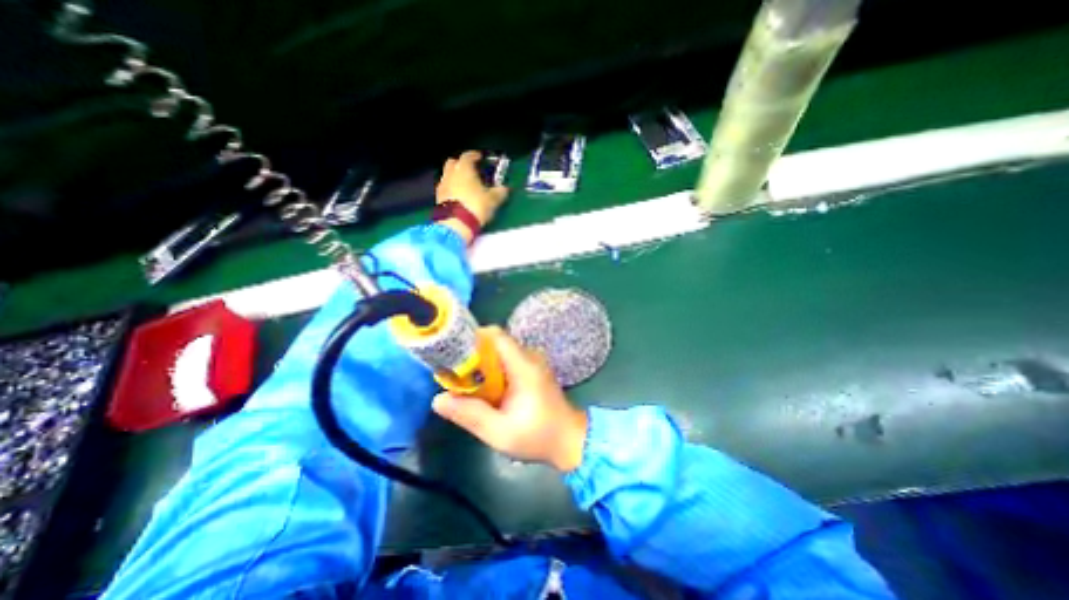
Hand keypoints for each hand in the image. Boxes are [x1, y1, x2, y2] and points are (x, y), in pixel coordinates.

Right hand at [428, 328, 588, 472]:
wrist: (569, 439)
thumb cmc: (538, 436)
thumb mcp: (499, 432)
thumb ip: (470, 414)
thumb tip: (438, 399)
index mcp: (523, 365)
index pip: (495, 335)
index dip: (471, 339)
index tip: (451, 355)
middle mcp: (528, 356)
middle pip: (494, 342)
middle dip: (471, 355)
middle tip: (453, 376)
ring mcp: (531, 361)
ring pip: (498, 352)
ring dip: (480, 365)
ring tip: (464, 386)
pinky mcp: (531, 369)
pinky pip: (505, 361)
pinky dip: (491, 371)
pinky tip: (484, 391)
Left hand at [438, 150, 512, 234]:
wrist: (455, 224)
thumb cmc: (475, 206)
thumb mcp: (492, 199)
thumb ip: (499, 192)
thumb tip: (504, 188)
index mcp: (464, 168)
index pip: (468, 155)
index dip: (475, 156)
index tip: (480, 158)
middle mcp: (451, 173)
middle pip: (453, 163)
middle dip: (461, 164)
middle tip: (471, 171)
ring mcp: (442, 185)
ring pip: (448, 175)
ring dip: (455, 177)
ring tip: (465, 185)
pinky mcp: (438, 198)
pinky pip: (445, 188)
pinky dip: (451, 189)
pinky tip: (458, 196)